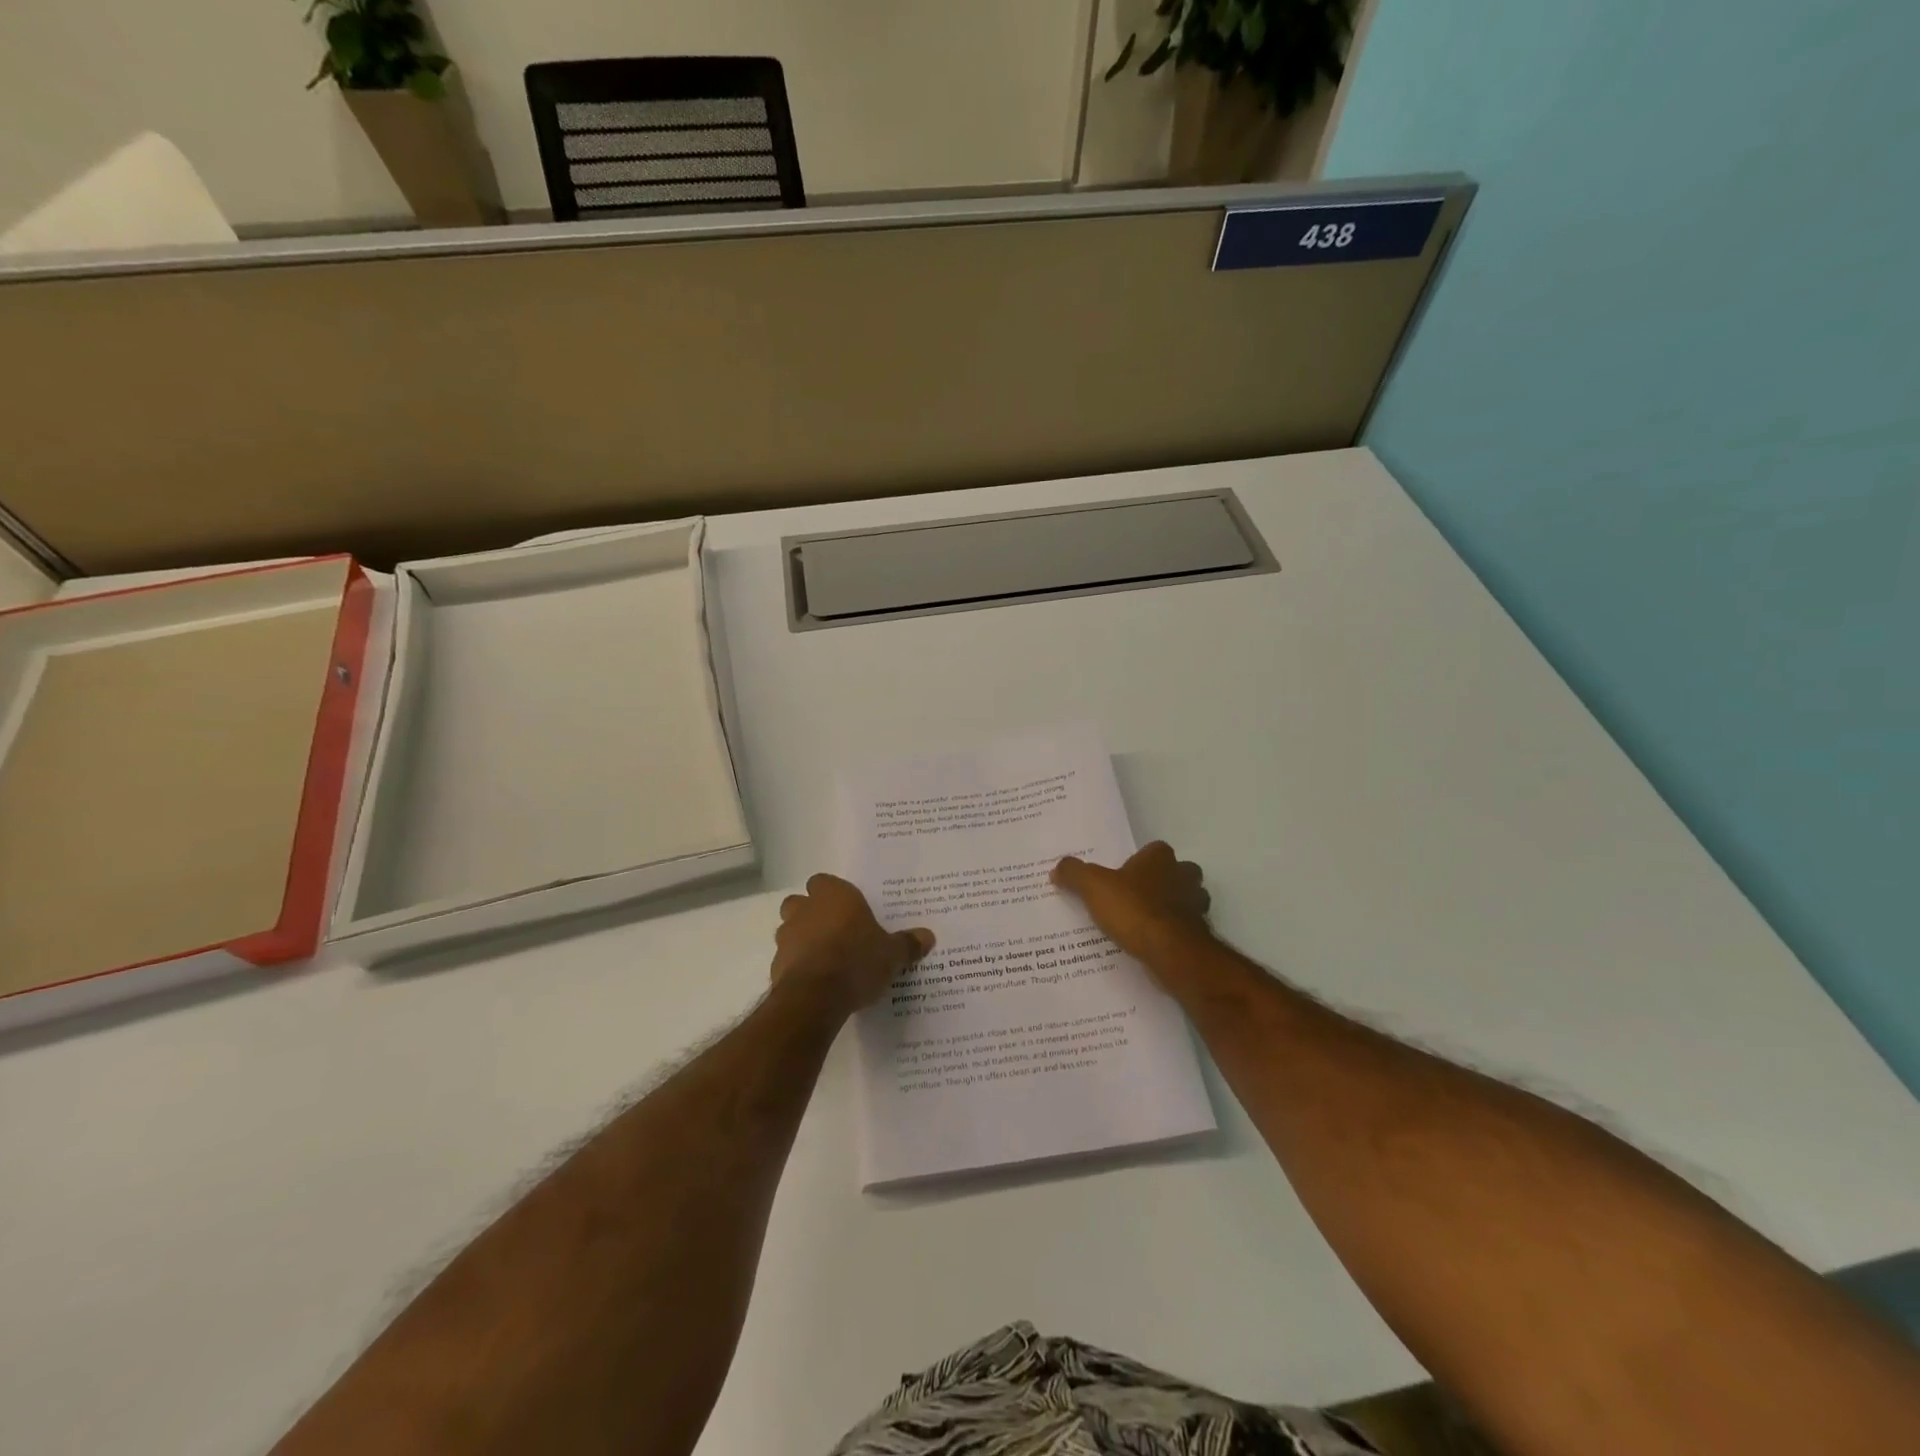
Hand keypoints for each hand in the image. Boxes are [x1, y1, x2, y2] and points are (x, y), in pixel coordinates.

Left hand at [771, 874, 934, 1015]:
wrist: (816, 997)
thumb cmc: (857, 961)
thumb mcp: (892, 954)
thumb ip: (907, 944)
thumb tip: (928, 937)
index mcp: (834, 895)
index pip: (824, 881)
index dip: (833, 894)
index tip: (848, 910)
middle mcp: (806, 908)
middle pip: (801, 902)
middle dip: (812, 913)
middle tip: (835, 932)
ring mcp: (787, 936)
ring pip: (789, 929)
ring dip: (802, 939)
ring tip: (826, 958)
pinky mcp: (776, 964)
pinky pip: (787, 958)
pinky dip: (797, 965)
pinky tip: (816, 981)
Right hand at [1052, 842, 1211, 966]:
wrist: (1171, 951)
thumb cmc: (1134, 909)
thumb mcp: (1093, 887)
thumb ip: (1075, 873)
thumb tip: (1058, 868)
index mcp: (1160, 858)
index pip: (1155, 850)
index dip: (1140, 861)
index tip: (1124, 875)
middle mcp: (1184, 876)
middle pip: (1177, 873)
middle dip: (1163, 882)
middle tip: (1136, 896)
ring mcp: (1196, 905)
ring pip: (1187, 900)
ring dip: (1172, 907)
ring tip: (1144, 921)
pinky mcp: (1200, 934)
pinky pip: (1185, 928)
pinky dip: (1173, 933)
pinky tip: (1154, 943)